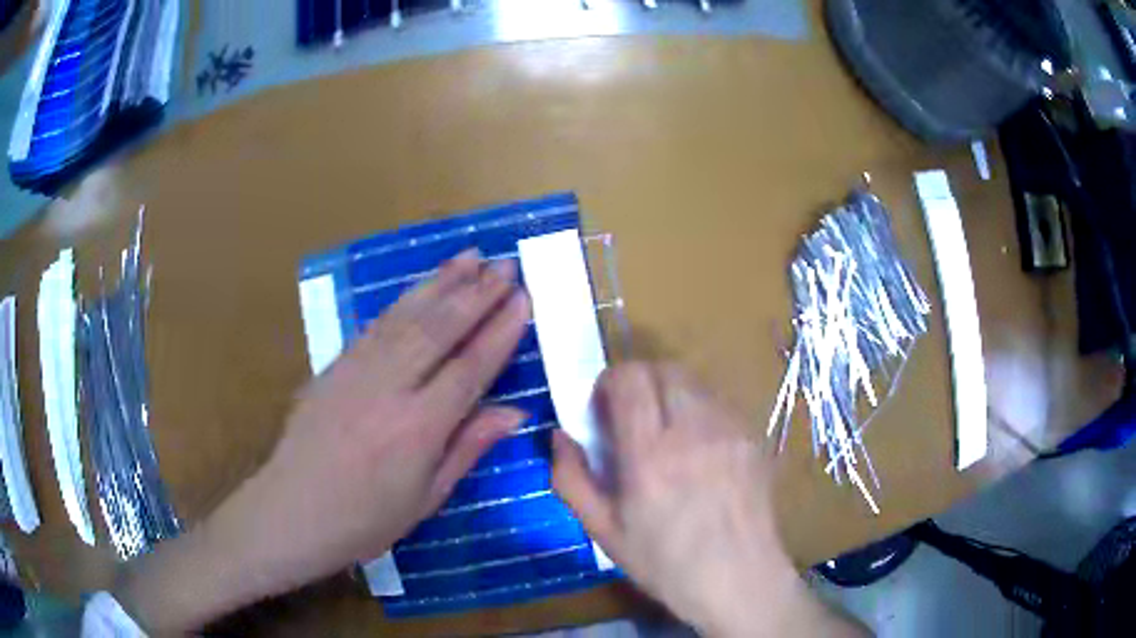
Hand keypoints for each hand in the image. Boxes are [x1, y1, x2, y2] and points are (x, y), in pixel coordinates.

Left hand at [117, 250, 531, 632]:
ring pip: (407, 316)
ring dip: (442, 282)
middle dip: (477, 293)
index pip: (470, 367)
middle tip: (506, 264)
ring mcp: (357, 371)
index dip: (500, 331)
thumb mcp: (425, 499)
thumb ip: (467, 448)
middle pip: (440, 329)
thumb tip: (514, 412)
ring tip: (471, 256)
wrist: (290, 512)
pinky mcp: (334, 365)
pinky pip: (376, 324)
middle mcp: (389, 389)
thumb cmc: (364, 520)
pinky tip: (421, 286)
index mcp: (418, 428)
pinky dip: (405, 299)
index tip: (523, 298)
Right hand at [552, 363, 863, 636]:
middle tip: (632, 419)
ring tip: (667, 435)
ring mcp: (731, 429)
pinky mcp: (753, 436)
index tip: (605, 410)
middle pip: (664, 368)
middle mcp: (694, 430)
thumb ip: (572, 479)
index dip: (610, 382)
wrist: (740, 579)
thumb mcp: (604, 532)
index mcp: (650, 455)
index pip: (630, 378)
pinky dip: (700, 411)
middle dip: (640, 382)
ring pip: (694, 382)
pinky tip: (700, 451)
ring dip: (671, 395)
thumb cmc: (666, 563)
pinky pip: (719, 403)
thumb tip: (560, 436)